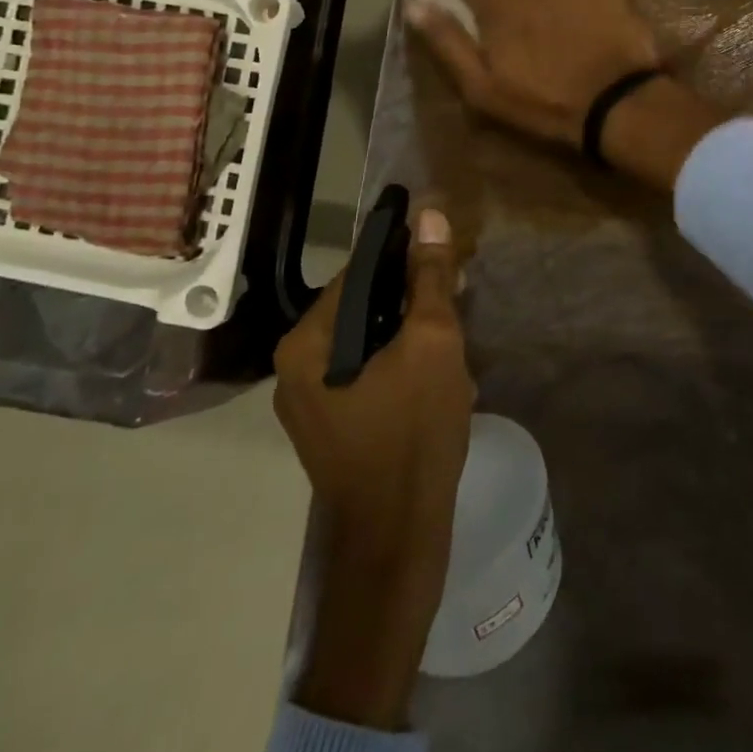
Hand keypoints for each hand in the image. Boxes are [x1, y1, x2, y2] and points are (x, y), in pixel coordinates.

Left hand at [272, 209, 472, 730]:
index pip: (359, 270)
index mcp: (307, 341)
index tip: (444, 245)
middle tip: (457, 297)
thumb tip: (431, 214)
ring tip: (452, 338)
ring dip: (410, 329)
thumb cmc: (414, 433)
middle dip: (412, 297)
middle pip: (363, 304)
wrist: (398, 538)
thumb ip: (429, 278)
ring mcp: (309, 399)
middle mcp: (295, 365)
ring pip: (368, 338)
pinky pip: (366, 369)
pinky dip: (400, 359)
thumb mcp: (432, 343)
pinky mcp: (331, 422)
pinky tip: (435, 372)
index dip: (405, 252)